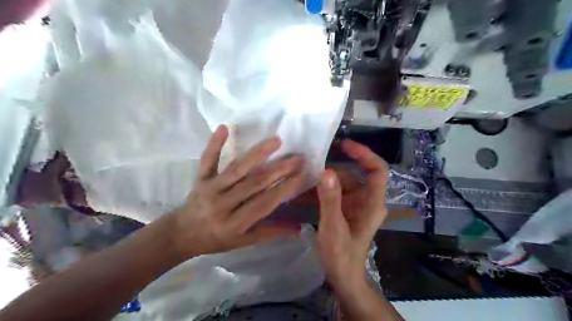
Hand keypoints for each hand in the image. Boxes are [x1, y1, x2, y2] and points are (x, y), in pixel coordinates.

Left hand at [169, 126, 305, 260]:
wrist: (182, 234)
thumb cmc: (216, 239)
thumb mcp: (243, 242)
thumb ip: (270, 233)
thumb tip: (298, 230)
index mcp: (234, 224)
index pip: (264, 203)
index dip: (284, 189)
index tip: (301, 176)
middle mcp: (223, 204)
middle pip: (254, 183)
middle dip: (279, 169)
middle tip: (297, 158)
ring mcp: (210, 189)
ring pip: (237, 168)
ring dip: (258, 153)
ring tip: (277, 141)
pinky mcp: (201, 178)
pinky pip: (208, 160)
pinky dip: (215, 144)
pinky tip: (225, 128)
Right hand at [314, 141, 390, 290]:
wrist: (343, 278)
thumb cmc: (342, 255)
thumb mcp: (333, 227)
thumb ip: (330, 199)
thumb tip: (326, 171)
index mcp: (372, 204)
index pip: (377, 170)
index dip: (364, 154)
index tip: (344, 145)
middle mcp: (368, 201)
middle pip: (355, 175)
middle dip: (335, 170)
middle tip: (312, 165)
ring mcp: (357, 206)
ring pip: (343, 184)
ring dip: (326, 181)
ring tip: (304, 178)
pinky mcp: (347, 210)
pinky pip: (336, 194)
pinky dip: (323, 191)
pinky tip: (306, 192)